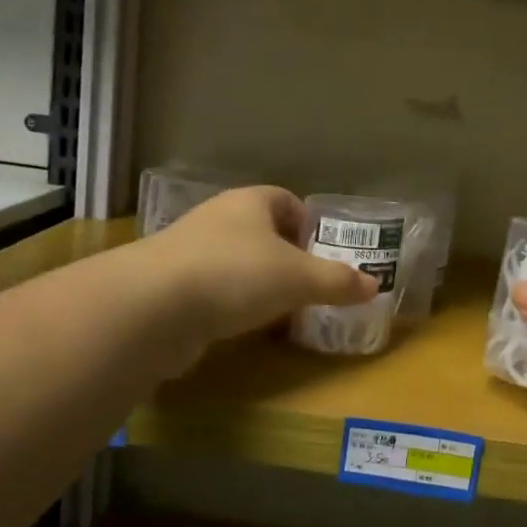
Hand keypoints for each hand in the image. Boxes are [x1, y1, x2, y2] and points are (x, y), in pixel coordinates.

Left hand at [141, 186, 377, 351]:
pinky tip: (242, 326)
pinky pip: (212, 289)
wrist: (152, 307)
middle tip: (308, 284)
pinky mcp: (169, 287)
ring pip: (234, 261)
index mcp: (249, 203)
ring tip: (280, 309)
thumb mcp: (299, 278)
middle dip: (285, 256)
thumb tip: (374, 285)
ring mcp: (188, 252)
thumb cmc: (236, 274)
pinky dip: (230, 304)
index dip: (307, 221)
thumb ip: (337, 281)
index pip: (285, 199)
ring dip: (256, 281)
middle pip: (260, 231)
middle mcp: (217, 219)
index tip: (322, 250)